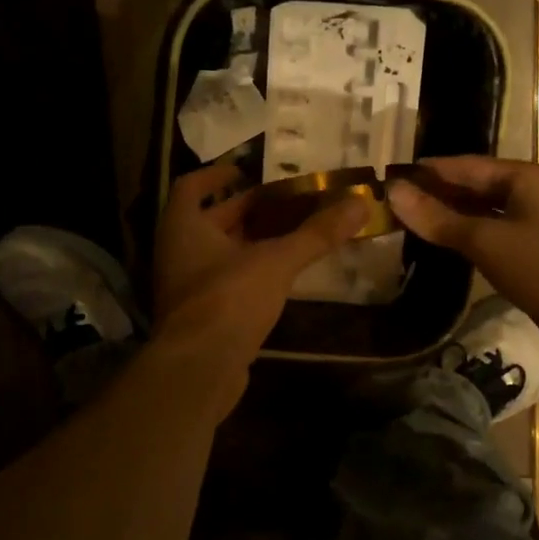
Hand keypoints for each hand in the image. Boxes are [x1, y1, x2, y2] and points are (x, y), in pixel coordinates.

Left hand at [153, 160, 368, 371]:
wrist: (200, 369)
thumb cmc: (229, 299)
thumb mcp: (276, 261)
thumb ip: (316, 233)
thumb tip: (359, 202)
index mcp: (183, 227)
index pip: (191, 187)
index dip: (217, 175)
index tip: (246, 170)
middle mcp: (178, 252)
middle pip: (211, 220)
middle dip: (247, 209)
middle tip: (287, 200)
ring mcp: (188, 287)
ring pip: (220, 252)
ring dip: (251, 241)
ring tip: (292, 231)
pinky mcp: (202, 315)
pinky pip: (226, 280)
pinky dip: (250, 271)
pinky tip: (281, 274)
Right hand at [387, 156, 538, 367]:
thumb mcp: (486, 241)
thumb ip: (438, 218)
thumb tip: (394, 191)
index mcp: (520, 177)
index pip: (461, 165)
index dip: (425, 171)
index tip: (386, 178)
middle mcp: (525, 193)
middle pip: (470, 186)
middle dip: (433, 193)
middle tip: (389, 203)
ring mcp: (529, 223)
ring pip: (478, 213)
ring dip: (446, 216)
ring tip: (404, 223)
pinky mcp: (529, 252)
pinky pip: (488, 236)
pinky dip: (463, 237)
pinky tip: (439, 245)